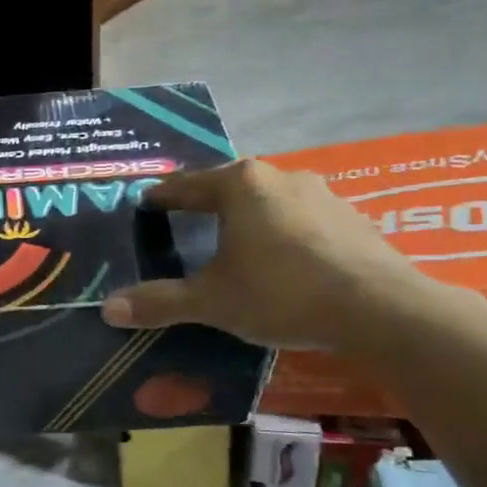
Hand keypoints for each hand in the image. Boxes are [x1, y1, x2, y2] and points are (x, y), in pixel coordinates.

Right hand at [102, 161, 433, 350]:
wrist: (379, 309)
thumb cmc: (281, 293)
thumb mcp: (212, 301)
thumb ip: (160, 301)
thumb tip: (107, 309)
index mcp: (239, 185)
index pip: (186, 186)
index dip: (162, 198)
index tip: (145, 204)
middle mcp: (278, 177)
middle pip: (229, 187)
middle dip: (205, 204)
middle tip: (185, 224)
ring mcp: (320, 194)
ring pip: (267, 201)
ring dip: (247, 217)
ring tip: (232, 242)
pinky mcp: (350, 217)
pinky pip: (300, 218)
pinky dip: (282, 233)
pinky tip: (282, 259)